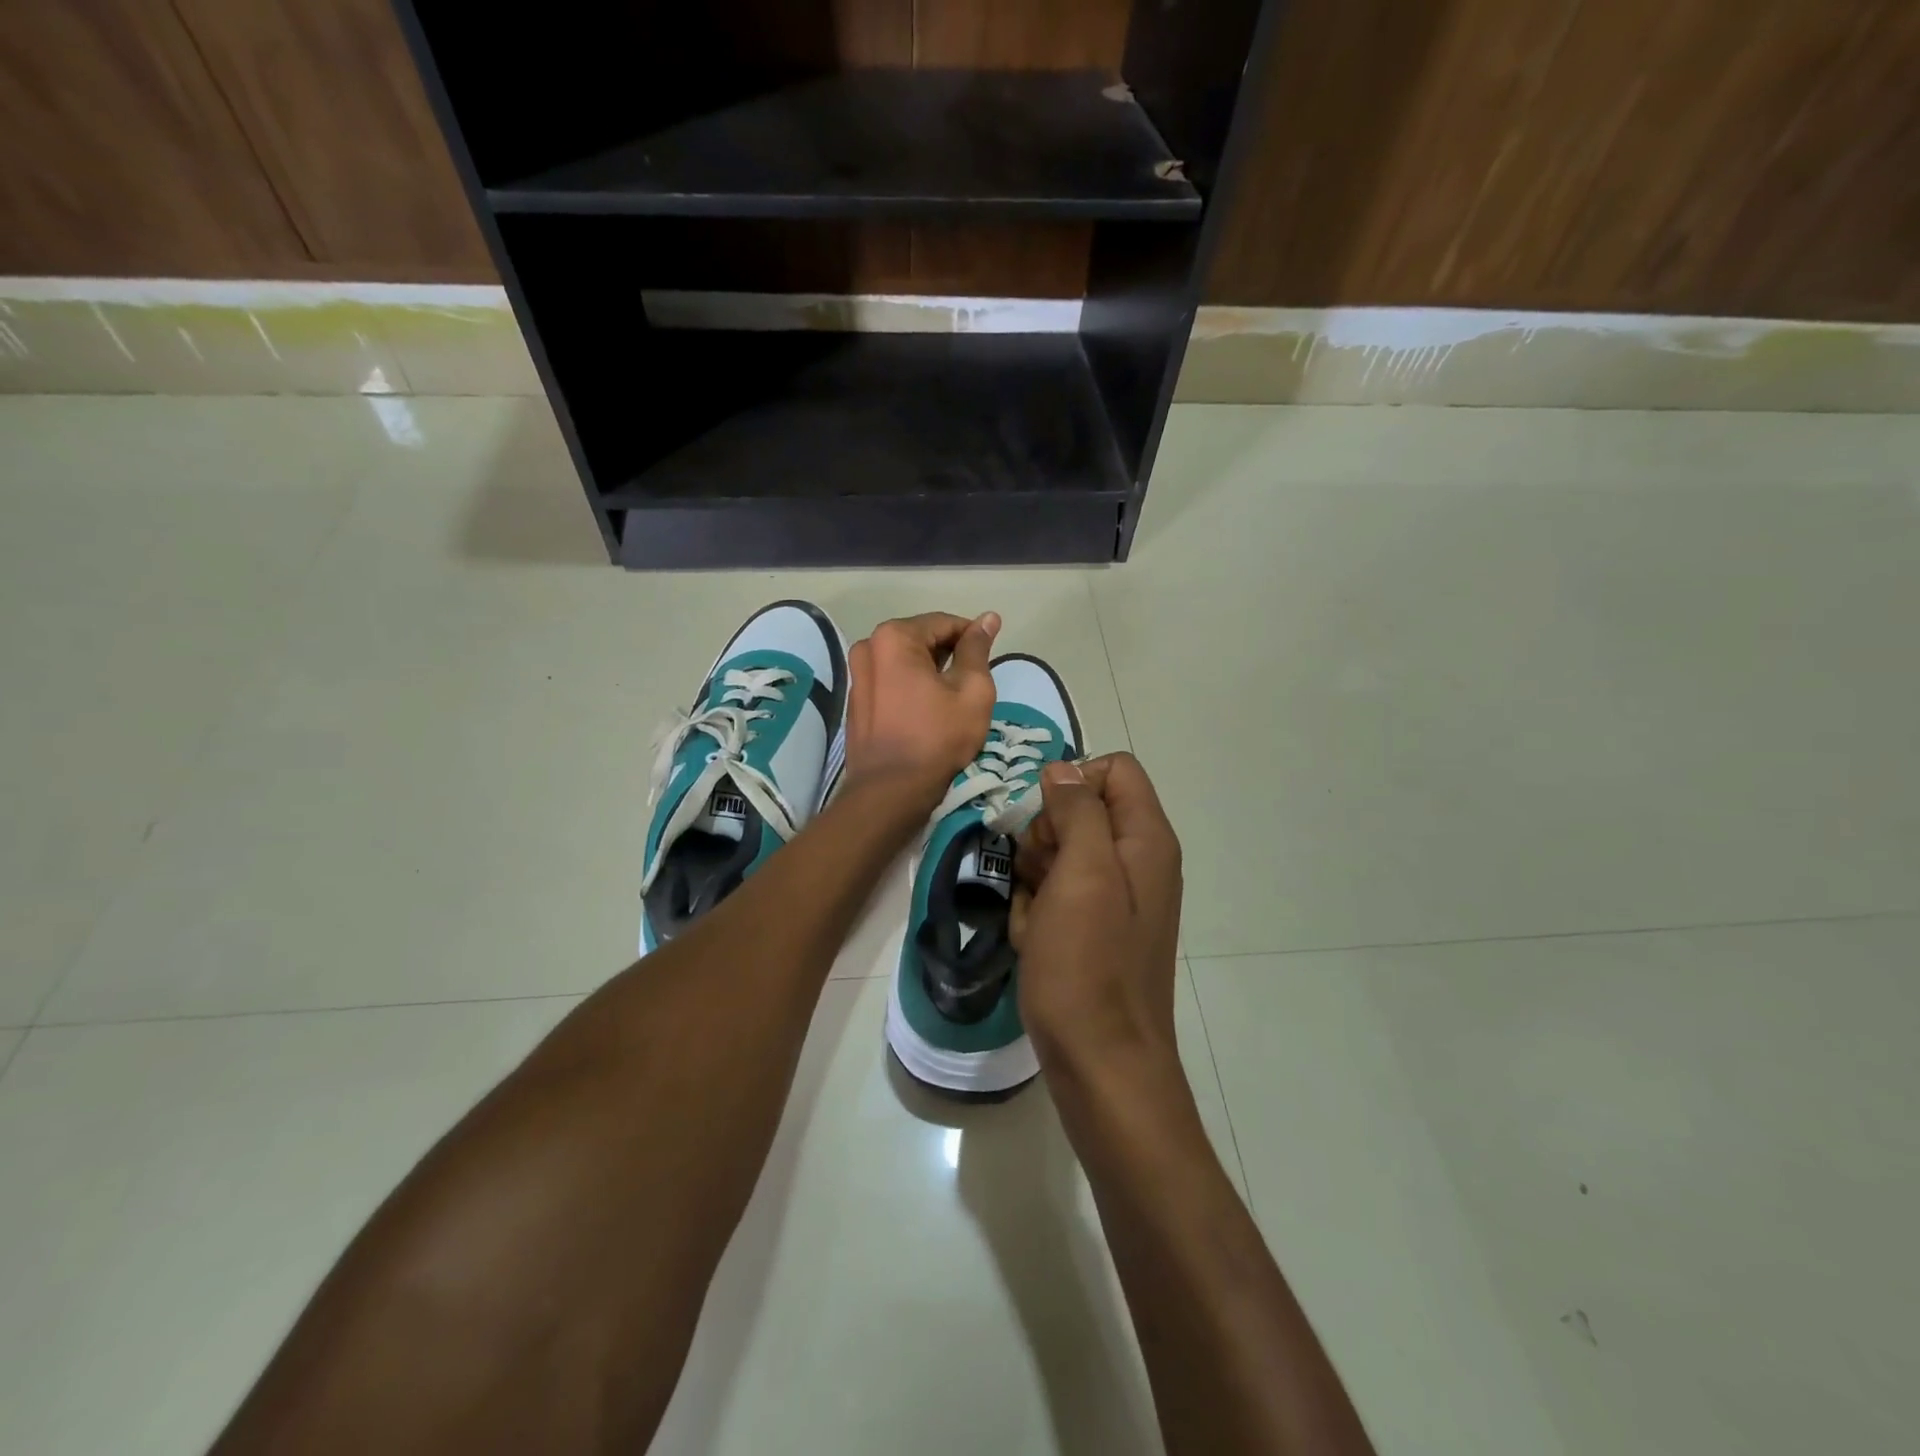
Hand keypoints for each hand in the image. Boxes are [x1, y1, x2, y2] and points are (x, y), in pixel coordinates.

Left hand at [844, 612, 999, 802]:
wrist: (891, 790)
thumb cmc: (937, 737)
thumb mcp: (972, 690)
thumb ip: (978, 649)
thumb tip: (988, 618)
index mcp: (894, 637)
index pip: (943, 622)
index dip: (971, 635)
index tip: (991, 655)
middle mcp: (868, 647)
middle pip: (921, 639)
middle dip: (949, 654)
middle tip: (973, 681)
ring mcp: (857, 675)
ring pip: (904, 661)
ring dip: (930, 671)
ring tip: (953, 697)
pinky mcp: (856, 700)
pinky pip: (891, 681)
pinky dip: (911, 686)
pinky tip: (928, 710)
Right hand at [1011, 753, 1183, 1073]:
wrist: (1101, 1063)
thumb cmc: (1089, 965)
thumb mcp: (1083, 874)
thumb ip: (1078, 810)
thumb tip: (1062, 768)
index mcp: (1146, 839)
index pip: (1114, 769)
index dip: (1073, 782)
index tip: (1045, 822)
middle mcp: (1138, 861)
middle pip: (1083, 809)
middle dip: (1047, 835)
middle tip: (1038, 875)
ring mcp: (1116, 898)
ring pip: (1061, 853)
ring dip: (1035, 876)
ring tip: (1034, 916)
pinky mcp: (1094, 929)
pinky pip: (1057, 895)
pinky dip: (1037, 910)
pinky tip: (1033, 940)